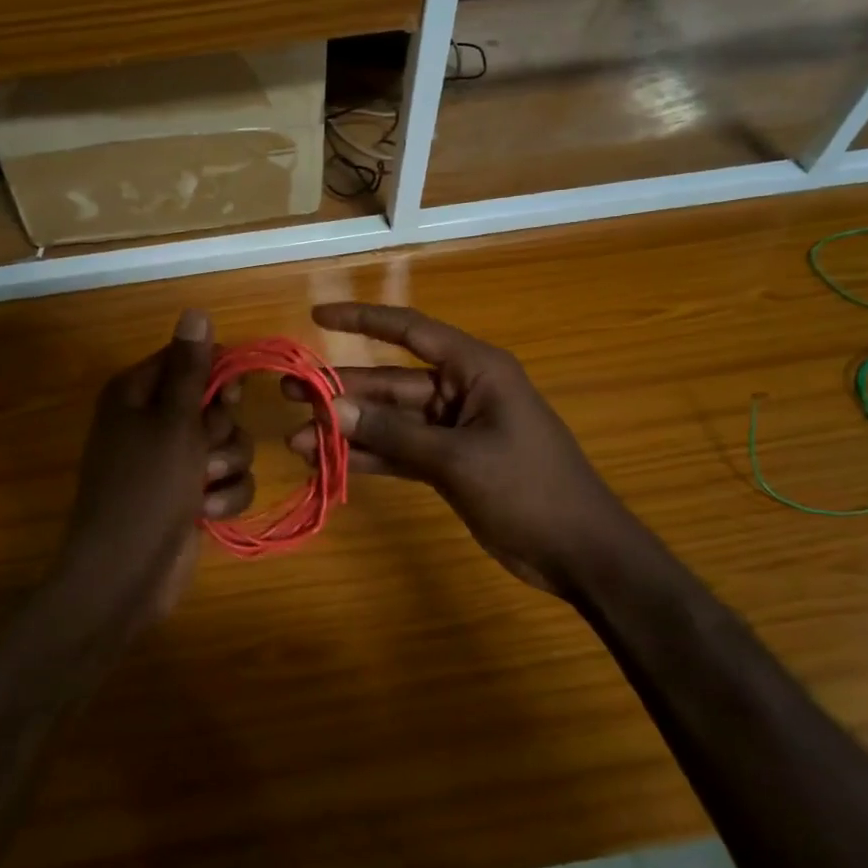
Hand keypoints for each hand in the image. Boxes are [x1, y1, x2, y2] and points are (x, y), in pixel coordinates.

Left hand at [56, 309, 252, 623]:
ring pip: (230, 444)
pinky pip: (228, 480)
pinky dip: (224, 497)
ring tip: (203, 488)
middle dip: (222, 431)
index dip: (216, 377)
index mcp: (137, 394)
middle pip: (216, 404)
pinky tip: (207, 514)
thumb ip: (191, 369)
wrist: (126, 575)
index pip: (190, 360)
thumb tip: (196, 311)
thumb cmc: (146, 490)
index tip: (226, 398)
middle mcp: (153, 421)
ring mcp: (172, 461)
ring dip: (226, 467)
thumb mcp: (173, 423)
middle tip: (205, 450)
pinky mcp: (189, 495)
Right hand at [287, 303, 626, 593]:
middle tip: (288, 392)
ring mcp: (453, 430)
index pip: (410, 331)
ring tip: (296, 437)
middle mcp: (460, 391)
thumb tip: (331, 409)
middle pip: (390, 381)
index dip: (362, 320)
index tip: (318, 315)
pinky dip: (369, 456)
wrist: (580, 552)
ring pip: (390, 420)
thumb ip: (393, 432)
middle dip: (341, 389)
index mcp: (474, 369)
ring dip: (348, 429)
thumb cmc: (529, 488)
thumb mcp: (457, 458)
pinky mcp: (449, 464)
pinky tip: (329, 462)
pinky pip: (400, 451)